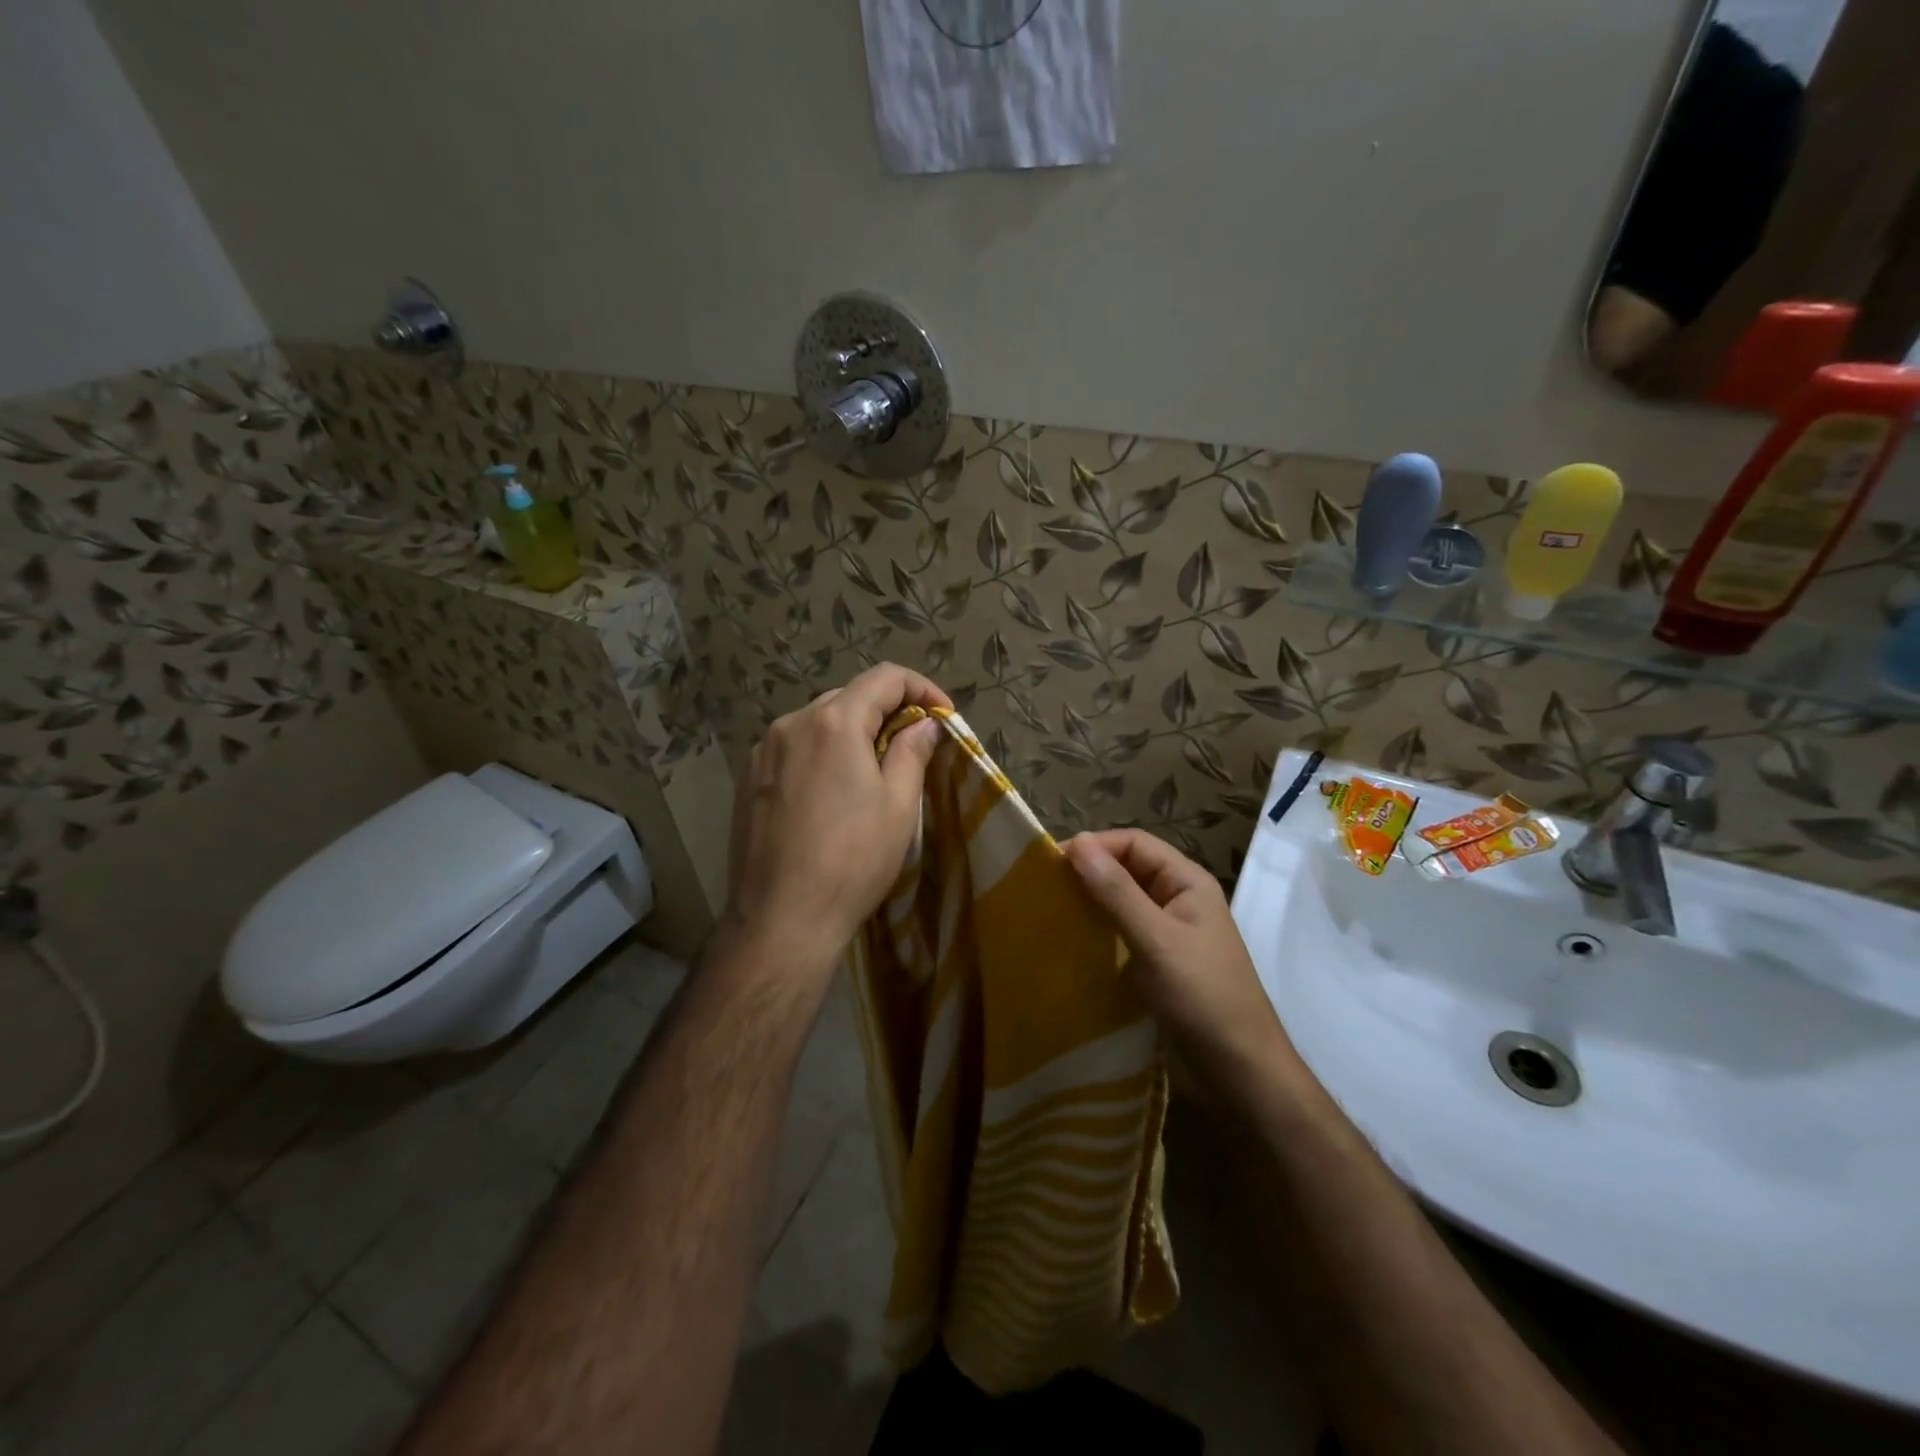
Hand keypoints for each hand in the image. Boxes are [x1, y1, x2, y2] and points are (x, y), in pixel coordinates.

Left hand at [722, 663, 949, 982]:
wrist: (781, 918)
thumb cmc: (852, 860)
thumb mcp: (899, 805)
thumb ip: (913, 751)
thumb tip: (924, 724)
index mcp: (833, 722)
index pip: (884, 677)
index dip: (921, 688)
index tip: (943, 716)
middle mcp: (791, 723)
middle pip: (848, 697)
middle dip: (886, 711)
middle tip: (914, 745)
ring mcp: (763, 752)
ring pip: (818, 722)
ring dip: (852, 733)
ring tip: (874, 770)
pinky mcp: (748, 779)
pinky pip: (794, 748)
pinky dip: (822, 753)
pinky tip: (833, 792)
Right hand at [1065, 829, 1293, 1081]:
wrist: (1241, 1072)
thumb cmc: (1202, 997)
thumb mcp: (1156, 940)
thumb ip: (1116, 892)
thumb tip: (1076, 842)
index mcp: (1186, 881)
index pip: (1133, 843)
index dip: (1094, 847)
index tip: (1050, 864)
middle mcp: (1177, 899)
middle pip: (1126, 870)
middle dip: (1087, 874)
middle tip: (1042, 889)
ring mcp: (1168, 933)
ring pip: (1120, 903)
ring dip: (1089, 905)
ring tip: (1049, 914)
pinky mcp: (1157, 963)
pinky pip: (1121, 935)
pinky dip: (1096, 934)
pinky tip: (1070, 945)